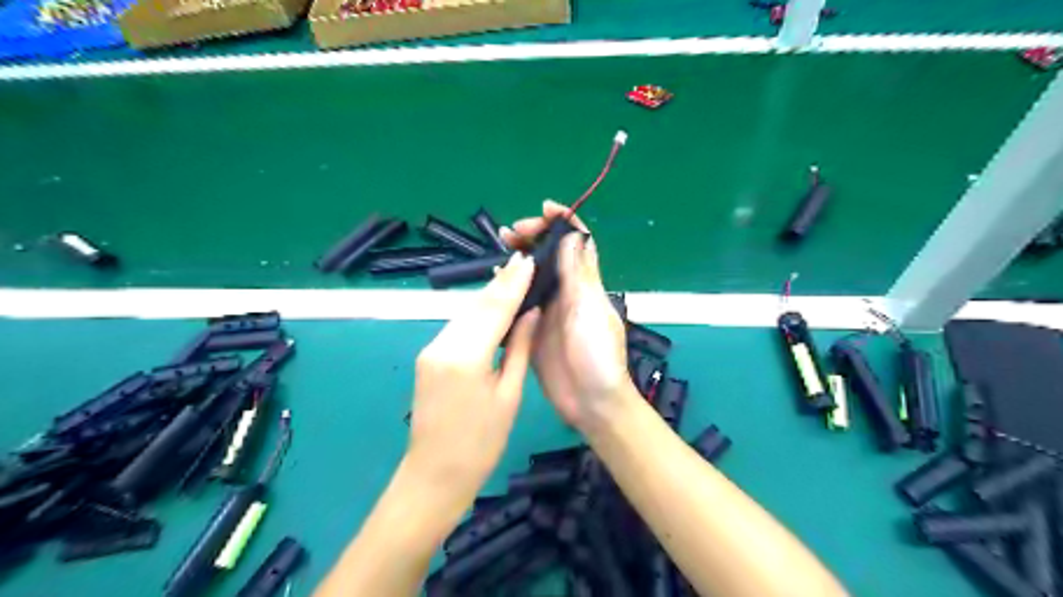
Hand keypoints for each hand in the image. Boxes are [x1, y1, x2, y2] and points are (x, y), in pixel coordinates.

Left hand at [406, 252, 542, 502]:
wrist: (435, 475)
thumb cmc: (481, 443)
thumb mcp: (509, 396)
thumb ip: (519, 349)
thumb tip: (531, 314)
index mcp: (466, 356)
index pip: (494, 309)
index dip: (513, 284)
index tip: (528, 260)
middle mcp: (442, 345)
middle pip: (476, 306)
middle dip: (501, 283)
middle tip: (523, 261)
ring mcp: (430, 350)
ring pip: (464, 314)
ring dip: (488, 297)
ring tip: (513, 278)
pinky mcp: (427, 357)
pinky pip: (457, 327)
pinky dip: (476, 315)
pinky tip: (492, 307)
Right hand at [504, 201, 633, 433]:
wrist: (591, 402)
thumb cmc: (598, 355)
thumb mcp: (589, 310)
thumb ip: (578, 274)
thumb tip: (572, 234)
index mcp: (586, 284)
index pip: (577, 242)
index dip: (563, 222)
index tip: (544, 208)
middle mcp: (567, 292)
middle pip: (550, 254)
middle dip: (534, 236)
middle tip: (512, 231)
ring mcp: (549, 310)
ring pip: (533, 275)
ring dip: (520, 257)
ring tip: (501, 247)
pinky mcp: (533, 329)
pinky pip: (520, 301)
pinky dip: (509, 287)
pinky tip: (495, 281)